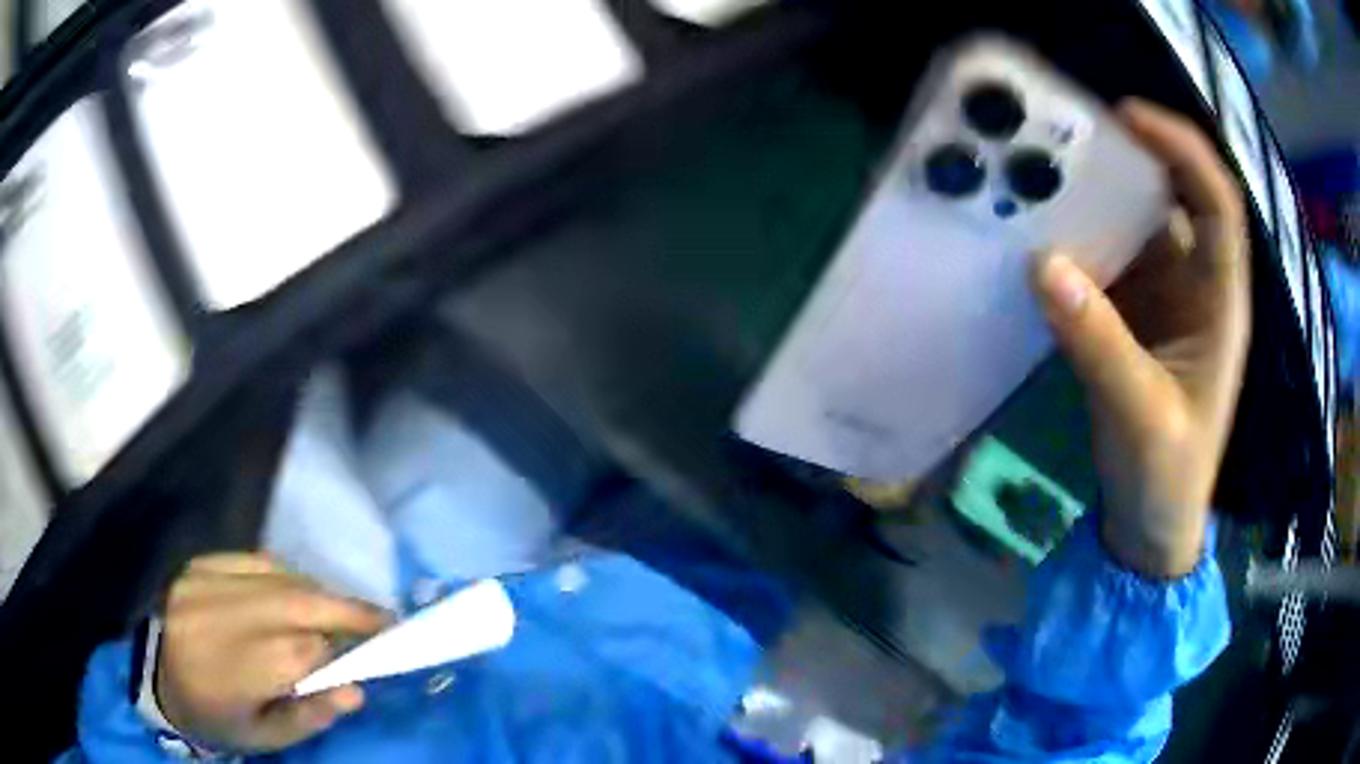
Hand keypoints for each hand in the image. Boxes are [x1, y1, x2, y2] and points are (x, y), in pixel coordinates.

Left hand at [156, 554, 388, 751]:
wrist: (154, 674)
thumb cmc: (215, 715)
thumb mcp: (264, 736)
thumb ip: (309, 715)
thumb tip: (355, 689)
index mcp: (238, 667)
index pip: (308, 649)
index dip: (349, 646)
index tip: (381, 648)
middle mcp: (225, 614)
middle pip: (300, 600)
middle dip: (348, 608)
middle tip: (383, 617)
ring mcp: (210, 580)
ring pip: (281, 575)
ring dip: (320, 591)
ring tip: (342, 610)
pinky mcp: (201, 562)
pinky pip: (255, 560)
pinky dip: (287, 576)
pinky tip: (298, 592)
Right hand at [1032, 99, 1250, 577]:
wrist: (1150, 525)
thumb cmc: (1168, 478)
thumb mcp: (1142, 418)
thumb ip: (1101, 346)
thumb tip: (1044, 264)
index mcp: (1220, 303)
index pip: (1217, 204)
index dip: (1183, 150)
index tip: (1129, 117)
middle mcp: (1196, 285)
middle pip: (1174, 197)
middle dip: (1132, 156)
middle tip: (1072, 134)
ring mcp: (1162, 300)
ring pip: (1136, 224)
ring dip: (1097, 195)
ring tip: (1047, 172)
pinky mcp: (1130, 317)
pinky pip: (1106, 260)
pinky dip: (1077, 239)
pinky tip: (1042, 231)